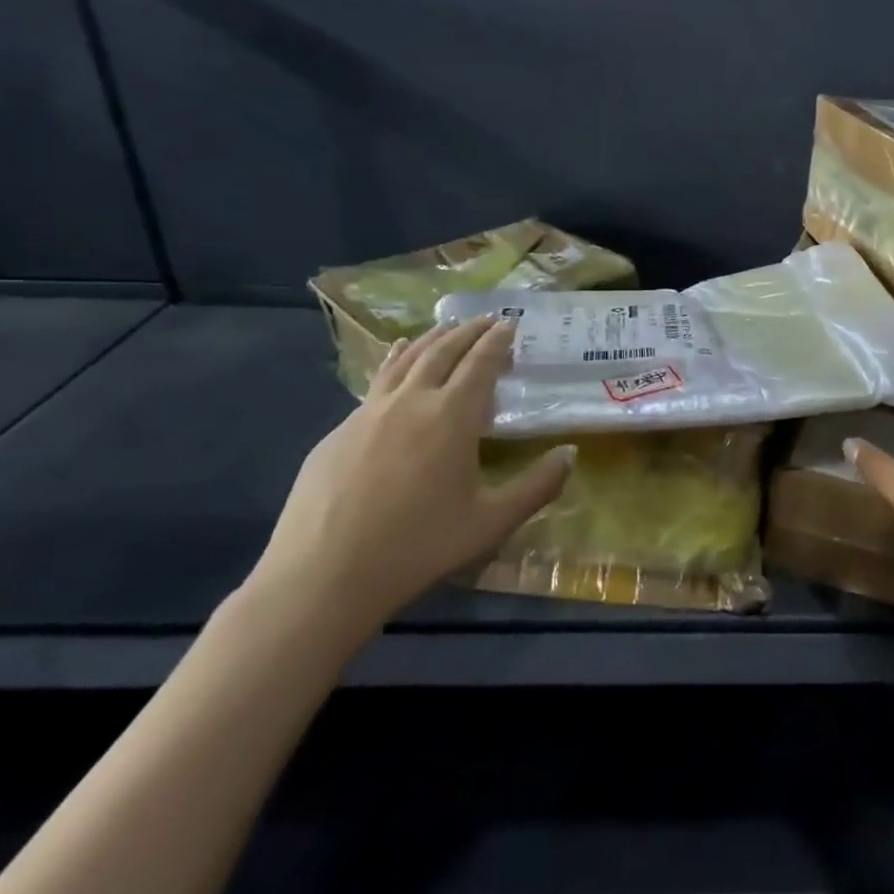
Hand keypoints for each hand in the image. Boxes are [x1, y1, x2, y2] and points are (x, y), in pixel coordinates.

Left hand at [250, 318, 573, 639]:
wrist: (322, 575)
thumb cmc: (418, 546)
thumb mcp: (491, 521)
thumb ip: (537, 485)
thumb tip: (571, 453)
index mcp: (451, 416)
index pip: (480, 363)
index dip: (498, 340)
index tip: (511, 322)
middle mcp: (410, 401)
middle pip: (442, 351)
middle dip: (468, 330)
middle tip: (486, 319)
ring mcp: (368, 413)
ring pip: (405, 360)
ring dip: (431, 339)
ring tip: (446, 328)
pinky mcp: (338, 431)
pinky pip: (376, 382)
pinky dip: (396, 361)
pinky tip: (396, 361)